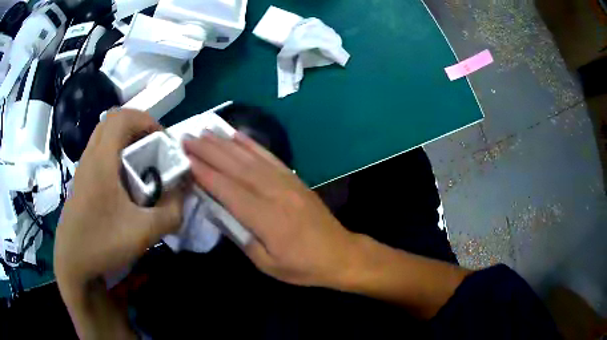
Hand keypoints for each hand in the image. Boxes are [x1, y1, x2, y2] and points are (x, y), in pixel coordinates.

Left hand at [55, 110, 182, 290]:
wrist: (73, 264)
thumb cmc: (103, 243)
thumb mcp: (143, 232)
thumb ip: (171, 213)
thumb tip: (183, 194)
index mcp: (101, 160)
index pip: (122, 117)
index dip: (146, 120)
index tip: (162, 141)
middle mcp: (90, 157)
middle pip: (112, 122)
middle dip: (137, 128)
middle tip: (152, 148)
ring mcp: (83, 169)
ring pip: (104, 137)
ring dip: (125, 141)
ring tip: (141, 164)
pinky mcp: (81, 183)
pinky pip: (99, 154)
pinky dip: (115, 156)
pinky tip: (124, 184)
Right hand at [183, 133, 355, 287]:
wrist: (340, 254)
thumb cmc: (303, 266)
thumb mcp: (268, 264)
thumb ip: (241, 237)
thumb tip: (217, 212)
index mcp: (267, 218)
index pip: (228, 190)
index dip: (205, 173)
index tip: (185, 158)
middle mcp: (275, 193)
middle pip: (236, 168)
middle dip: (209, 152)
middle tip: (187, 138)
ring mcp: (286, 182)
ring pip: (250, 158)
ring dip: (225, 143)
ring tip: (205, 132)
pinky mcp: (294, 178)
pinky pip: (269, 157)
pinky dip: (251, 144)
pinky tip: (237, 135)